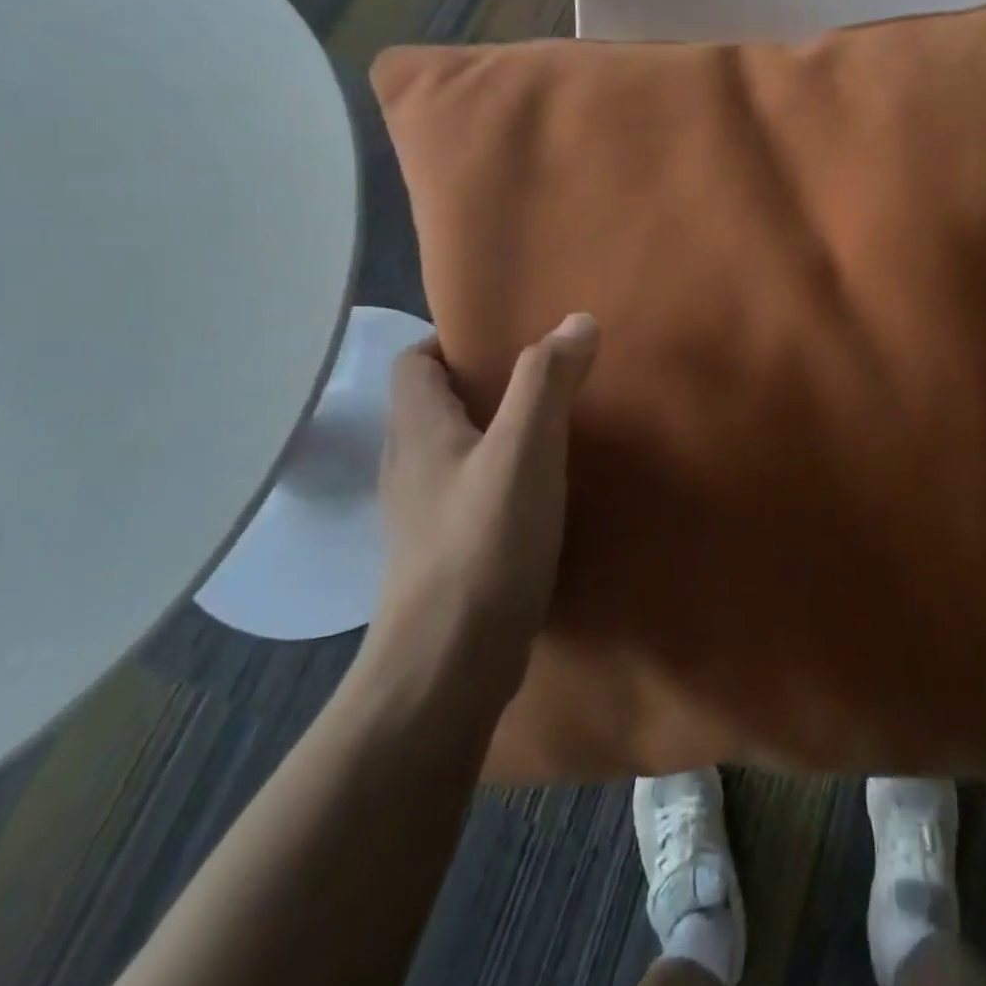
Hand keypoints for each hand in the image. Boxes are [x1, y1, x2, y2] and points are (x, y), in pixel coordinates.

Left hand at [362, 313, 598, 683]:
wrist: (447, 665)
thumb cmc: (484, 542)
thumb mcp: (525, 450)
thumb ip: (547, 381)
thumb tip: (578, 320)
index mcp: (418, 430)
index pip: (412, 361)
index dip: (450, 342)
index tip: (504, 340)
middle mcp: (407, 466)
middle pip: (432, 405)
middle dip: (480, 385)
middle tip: (540, 381)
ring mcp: (418, 516)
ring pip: (450, 453)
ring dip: (490, 434)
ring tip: (545, 432)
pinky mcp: (439, 556)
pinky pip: (463, 495)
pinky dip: (494, 481)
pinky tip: (535, 496)